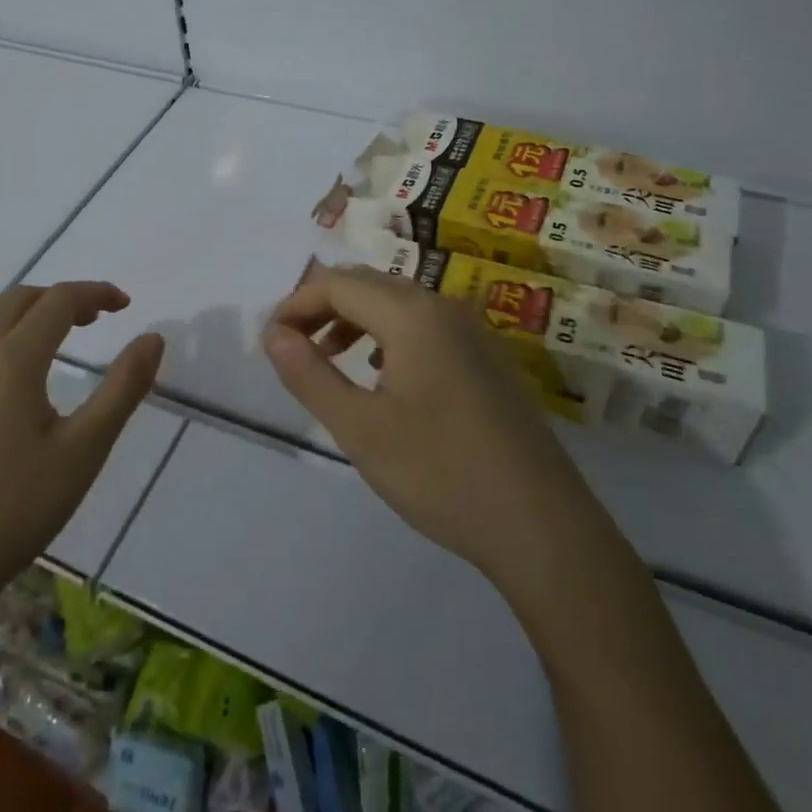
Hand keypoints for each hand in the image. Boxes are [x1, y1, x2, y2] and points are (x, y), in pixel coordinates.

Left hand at [0, 281, 163, 616]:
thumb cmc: (15, 509)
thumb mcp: (84, 451)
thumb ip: (123, 388)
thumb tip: (153, 338)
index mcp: (13, 359)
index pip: (58, 301)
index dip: (95, 294)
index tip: (124, 305)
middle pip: (19, 299)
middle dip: (60, 299)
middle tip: (94, 321)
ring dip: (19, 311)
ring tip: (46, 339)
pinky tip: (1, 378)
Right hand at [262, 263, 587, 593]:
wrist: (542, 527)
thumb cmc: (441, 474)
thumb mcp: (361, 429)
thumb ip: (310, 375)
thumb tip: (273, 335)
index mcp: (413, 314)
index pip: (338, 284)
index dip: (296, 304)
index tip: (269, 340)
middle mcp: (444, 307)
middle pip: (368, 283)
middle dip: (322, 306)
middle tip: (292, 347)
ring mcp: (472, 332)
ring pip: (397, 302)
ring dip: (354, 319)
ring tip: (328, 359)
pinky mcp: (487, 358)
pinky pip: (424, 325)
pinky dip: (387, 334)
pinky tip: (381, 375)